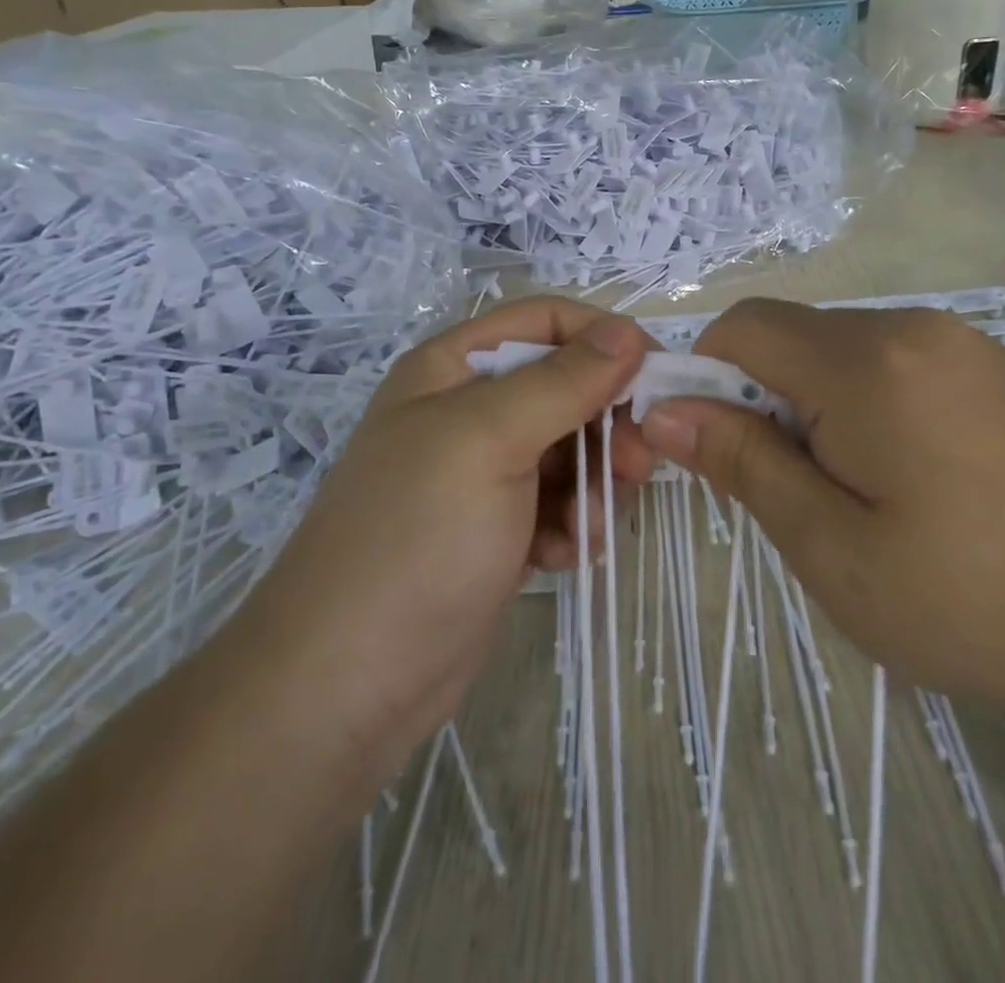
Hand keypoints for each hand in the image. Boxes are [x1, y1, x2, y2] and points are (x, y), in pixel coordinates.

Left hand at [239, 297, 657, 785]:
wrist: (346, 683)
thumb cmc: (417, 537)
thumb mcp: (490, 440)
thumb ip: (563, 381)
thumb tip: (629, 330)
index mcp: (455, 367)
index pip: (546, 321)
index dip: (604, 338)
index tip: (657, 375)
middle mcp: (469, 410)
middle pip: (567, 387)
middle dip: (606, 424)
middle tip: (637, 467)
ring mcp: (484, 474)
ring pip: (572, 450)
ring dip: (594, 485)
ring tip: (587, 529)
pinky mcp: (499, 529)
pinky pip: (560, 503)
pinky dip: (572, 525)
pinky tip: (562, 558)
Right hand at [639, 299, 1004, 722]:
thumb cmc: (962, 604)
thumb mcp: (828, 545)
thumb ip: (741, 462)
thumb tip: (663, 411)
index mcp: (870, 363)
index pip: (744, 328)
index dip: (706, 376)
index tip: (714, 447)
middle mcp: (914, 327)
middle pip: (792, 334)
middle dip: (763, 395)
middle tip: (790, 485)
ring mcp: (962, 341)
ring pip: (839, 345)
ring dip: (813, 399)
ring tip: (852, 486)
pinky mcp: (992, 365)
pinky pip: (892, 357)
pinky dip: (865, 397)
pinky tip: (908, 471)